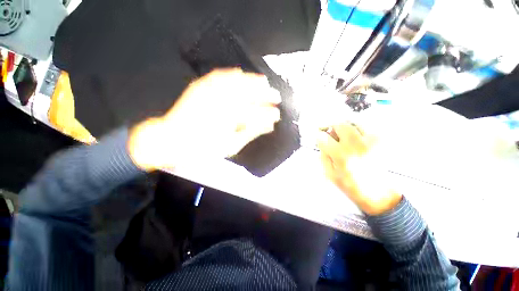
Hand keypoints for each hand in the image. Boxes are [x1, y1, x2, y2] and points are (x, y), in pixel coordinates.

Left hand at [128, 69, 280, 170]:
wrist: (172, 140)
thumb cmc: (203, 148)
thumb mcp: (230, 146)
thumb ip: (250, 133)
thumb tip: (268, 126)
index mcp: (231, 119)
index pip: (257, 114)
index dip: (269, 113)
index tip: (278, 115)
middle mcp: (223, 102)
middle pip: (250, 95)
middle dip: (266, 94)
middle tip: (277, 95)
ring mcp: (211, 93)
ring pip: (237, 82)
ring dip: (253, 81)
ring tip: (264, 81)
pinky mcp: (200, 88)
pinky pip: (218, 76)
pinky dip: (231, 74)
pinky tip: (239, 73)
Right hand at [317, 123, 401, 214]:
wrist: (377, 193)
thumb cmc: (349, 185)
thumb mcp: (329, 173)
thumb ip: (324, 155)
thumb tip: (322, 141)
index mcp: (341, 156)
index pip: (323, 137)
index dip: (318, 135)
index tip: (318, 136)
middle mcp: (356, 146)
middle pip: (340, 124)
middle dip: (330, 124)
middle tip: (327, 129)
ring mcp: (371, 141)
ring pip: (354, 121)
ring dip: (344, 124)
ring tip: (340, 131)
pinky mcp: (381, 141)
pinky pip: (366, 127)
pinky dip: (356, 127)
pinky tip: (353, 135)